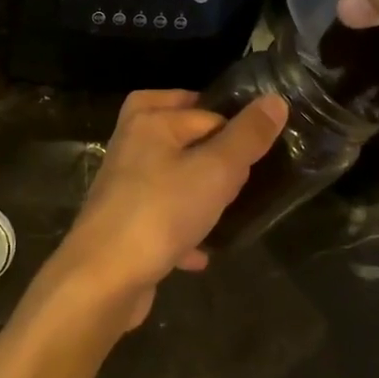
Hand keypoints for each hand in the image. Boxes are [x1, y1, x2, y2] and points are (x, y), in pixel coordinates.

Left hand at [43, 89, 286, 328]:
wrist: (104, 277)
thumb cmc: (162, 212)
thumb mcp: (216, 170)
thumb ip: (247, 136)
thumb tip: (274, 100)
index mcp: (148, 121)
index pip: (203, 110)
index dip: (233, 131)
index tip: (255, 157)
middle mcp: (130, 145)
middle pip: (177, 135)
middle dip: (209, 151)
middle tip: (239, 172)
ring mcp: (123, 186)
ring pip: (169, 176)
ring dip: (196, 191)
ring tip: (227, 208)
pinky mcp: (122, 224)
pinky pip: (160, 218)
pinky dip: (181, 230)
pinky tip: (202, 252)